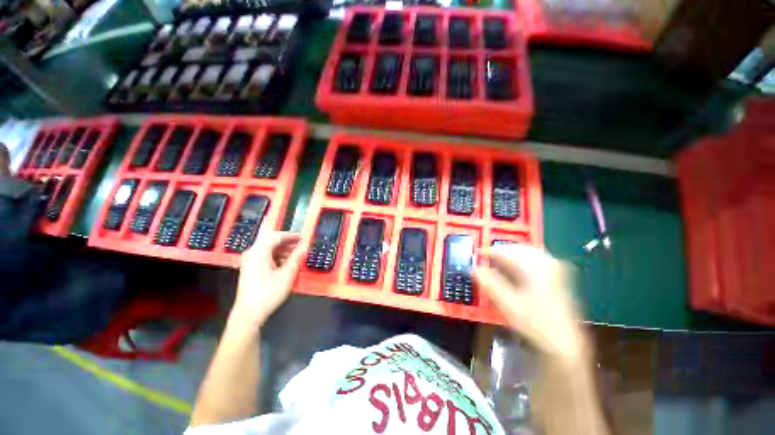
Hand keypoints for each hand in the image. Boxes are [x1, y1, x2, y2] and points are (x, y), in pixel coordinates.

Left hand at [231, 230, 305, 328]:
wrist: (249, 313)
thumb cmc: (269, 292)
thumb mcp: (287, 274)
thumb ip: (296, 258)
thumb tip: (304, 247)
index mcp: (259, 252)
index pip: (275, 236)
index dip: (290, 235)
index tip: (302, 237)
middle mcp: (252, 254)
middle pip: (271, 242)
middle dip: (287, 242)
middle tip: (301, 246)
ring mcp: (250, 262)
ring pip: (269, 250)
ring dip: (283, 250)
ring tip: (296, 255)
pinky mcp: (250, 269)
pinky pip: (265, 257)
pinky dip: (277, 257)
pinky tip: (287, 264)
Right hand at [474, 245, 587, 365]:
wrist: (565, 344)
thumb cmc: (535, 323)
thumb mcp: (507, 304)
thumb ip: (489, 283)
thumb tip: (475, 268)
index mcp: (536, 266)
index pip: (506, 251)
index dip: (489, 252)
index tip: (476, 256)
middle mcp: (547, 262)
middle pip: (517, 248)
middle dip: (499, 253)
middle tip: (484, 261)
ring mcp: (555, 268)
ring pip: (525, 253)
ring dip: (508, 257)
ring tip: (495, 264)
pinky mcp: (557, 275)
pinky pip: (533, 259)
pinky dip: (519, 262)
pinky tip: (512, 270)